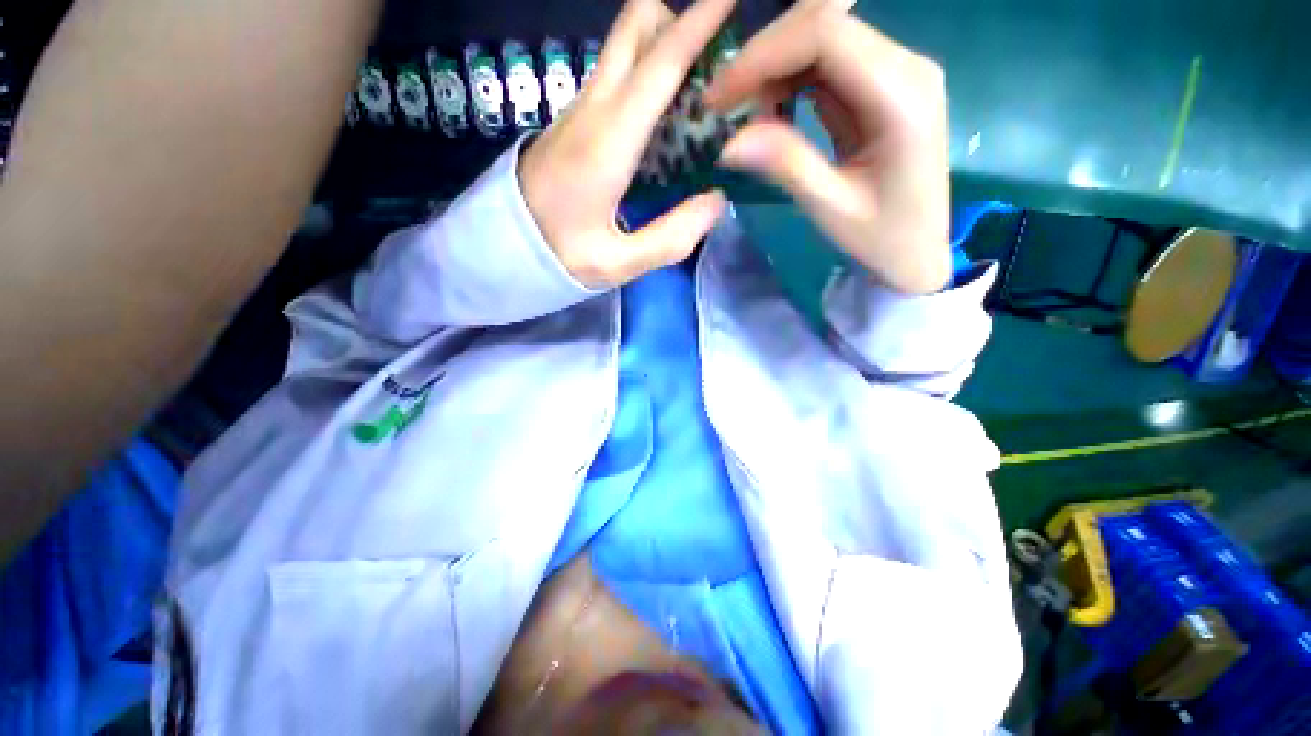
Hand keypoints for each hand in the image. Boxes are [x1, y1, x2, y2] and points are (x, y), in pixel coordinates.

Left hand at [518, 0, 732, 288]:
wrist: (501, 245)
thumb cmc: (557, 255)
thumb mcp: (617, 263)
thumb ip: (670, 237)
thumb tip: (716, 201)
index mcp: (607, 141)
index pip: (658, 64)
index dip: (697, 23)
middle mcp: (592, 109)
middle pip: (633, 26)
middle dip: (677, 21)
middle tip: (715, 63)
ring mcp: (579, 109)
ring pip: (625, 47)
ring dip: (664, 48)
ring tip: (699, 95)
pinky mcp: (575, 120)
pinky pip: (617, 76)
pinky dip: (648, 75)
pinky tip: (665, 118)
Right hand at [703, 1, 950, 293]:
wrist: (917, 250)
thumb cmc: (881, 238)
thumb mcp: (831, 208)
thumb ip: (786, 166)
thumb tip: (729, 142)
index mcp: (902, 96)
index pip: (825, 35)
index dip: (763, 55)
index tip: (718, 98)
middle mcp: (906, 66)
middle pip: (822, 25)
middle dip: (763, 58)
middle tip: (723, 105)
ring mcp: (896, 70)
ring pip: (821, 38)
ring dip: (774, 69)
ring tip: (747, 116)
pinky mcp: (881, 84)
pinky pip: (827, 63)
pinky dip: (790, 81)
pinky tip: (773, 113)